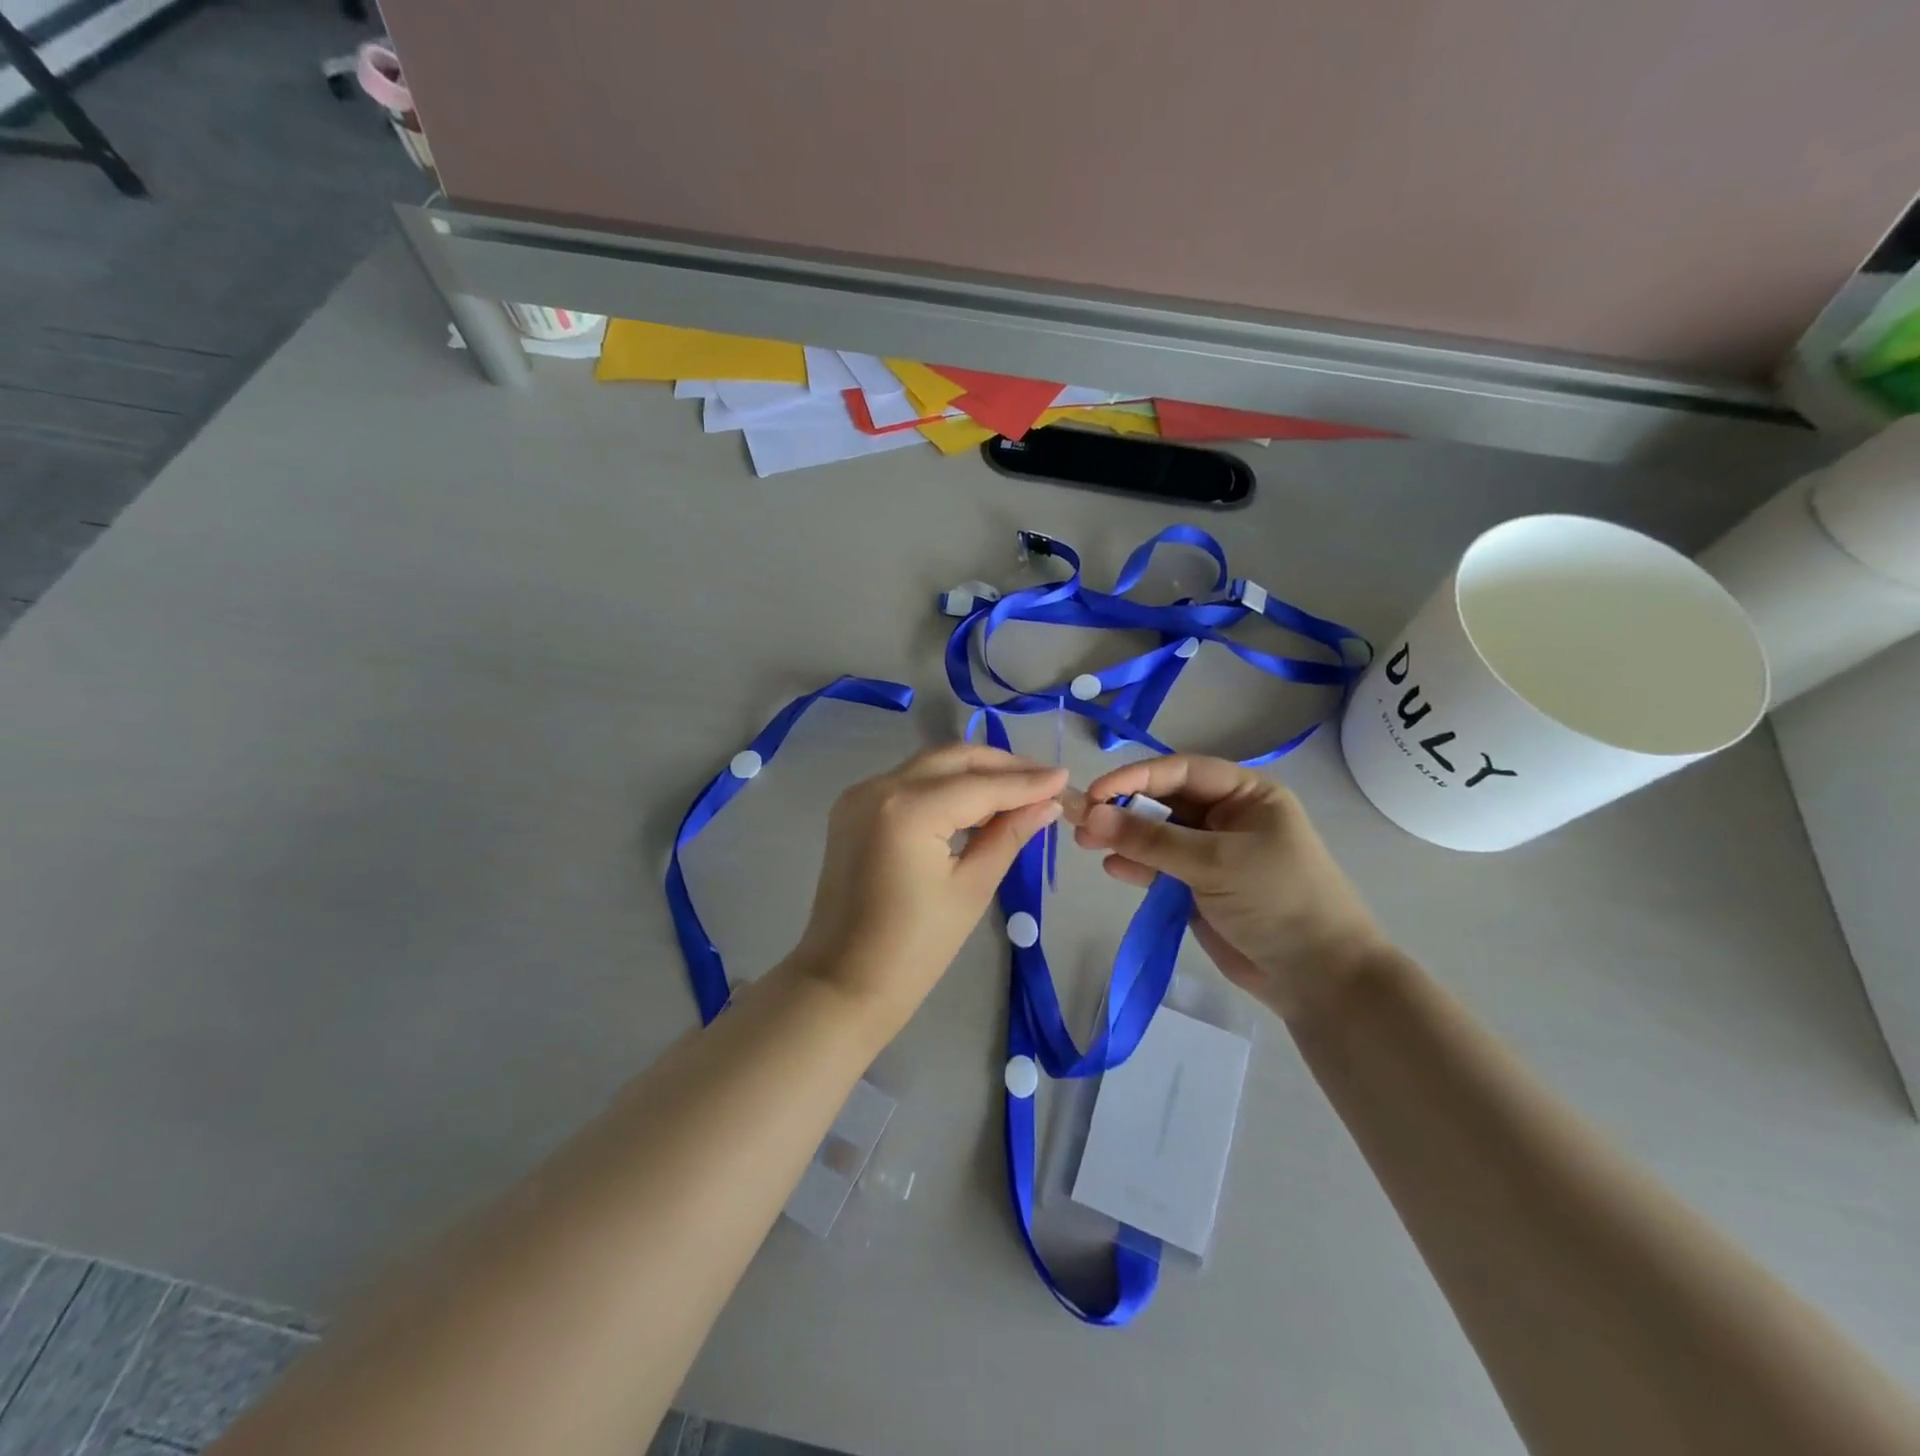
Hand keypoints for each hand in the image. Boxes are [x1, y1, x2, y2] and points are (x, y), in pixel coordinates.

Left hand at [789, 744, 1065, 1029]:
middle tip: (1044, 781)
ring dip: (974, 773)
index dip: (1027, 781)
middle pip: (953, 759)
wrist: (843, 983)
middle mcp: (880, 787)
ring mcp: (860, 795)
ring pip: (930, 766)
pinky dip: (944, 786)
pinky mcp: (852, 809)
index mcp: (908, 809)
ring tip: (1018, 791)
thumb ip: (1010, 835)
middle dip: (1001, 766)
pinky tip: (975, 803)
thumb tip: (1049, 803)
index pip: (981, 785)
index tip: (1065, 777)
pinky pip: (909, 783)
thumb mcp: (972, 888)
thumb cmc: (915, 948)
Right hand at [1070, 756, 1395, 1022]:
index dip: (1135, 778)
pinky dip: (1136, 866)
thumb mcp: (1214, 862)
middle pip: (1165, 801)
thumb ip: (1150, 839)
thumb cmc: (1278, 901)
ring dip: (1123, 837)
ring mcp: (1212, 853)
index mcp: (1246, 794)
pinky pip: (1159, 867)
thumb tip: (1090, 815)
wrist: (1318, 979)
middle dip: (1124, 809)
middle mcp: (1227, 816)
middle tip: (1080, 821)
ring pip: (1157, 835)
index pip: (1180, 771)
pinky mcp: (1199, 887)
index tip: (1095, 794)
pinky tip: (1113, 869)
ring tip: (1085, 844)